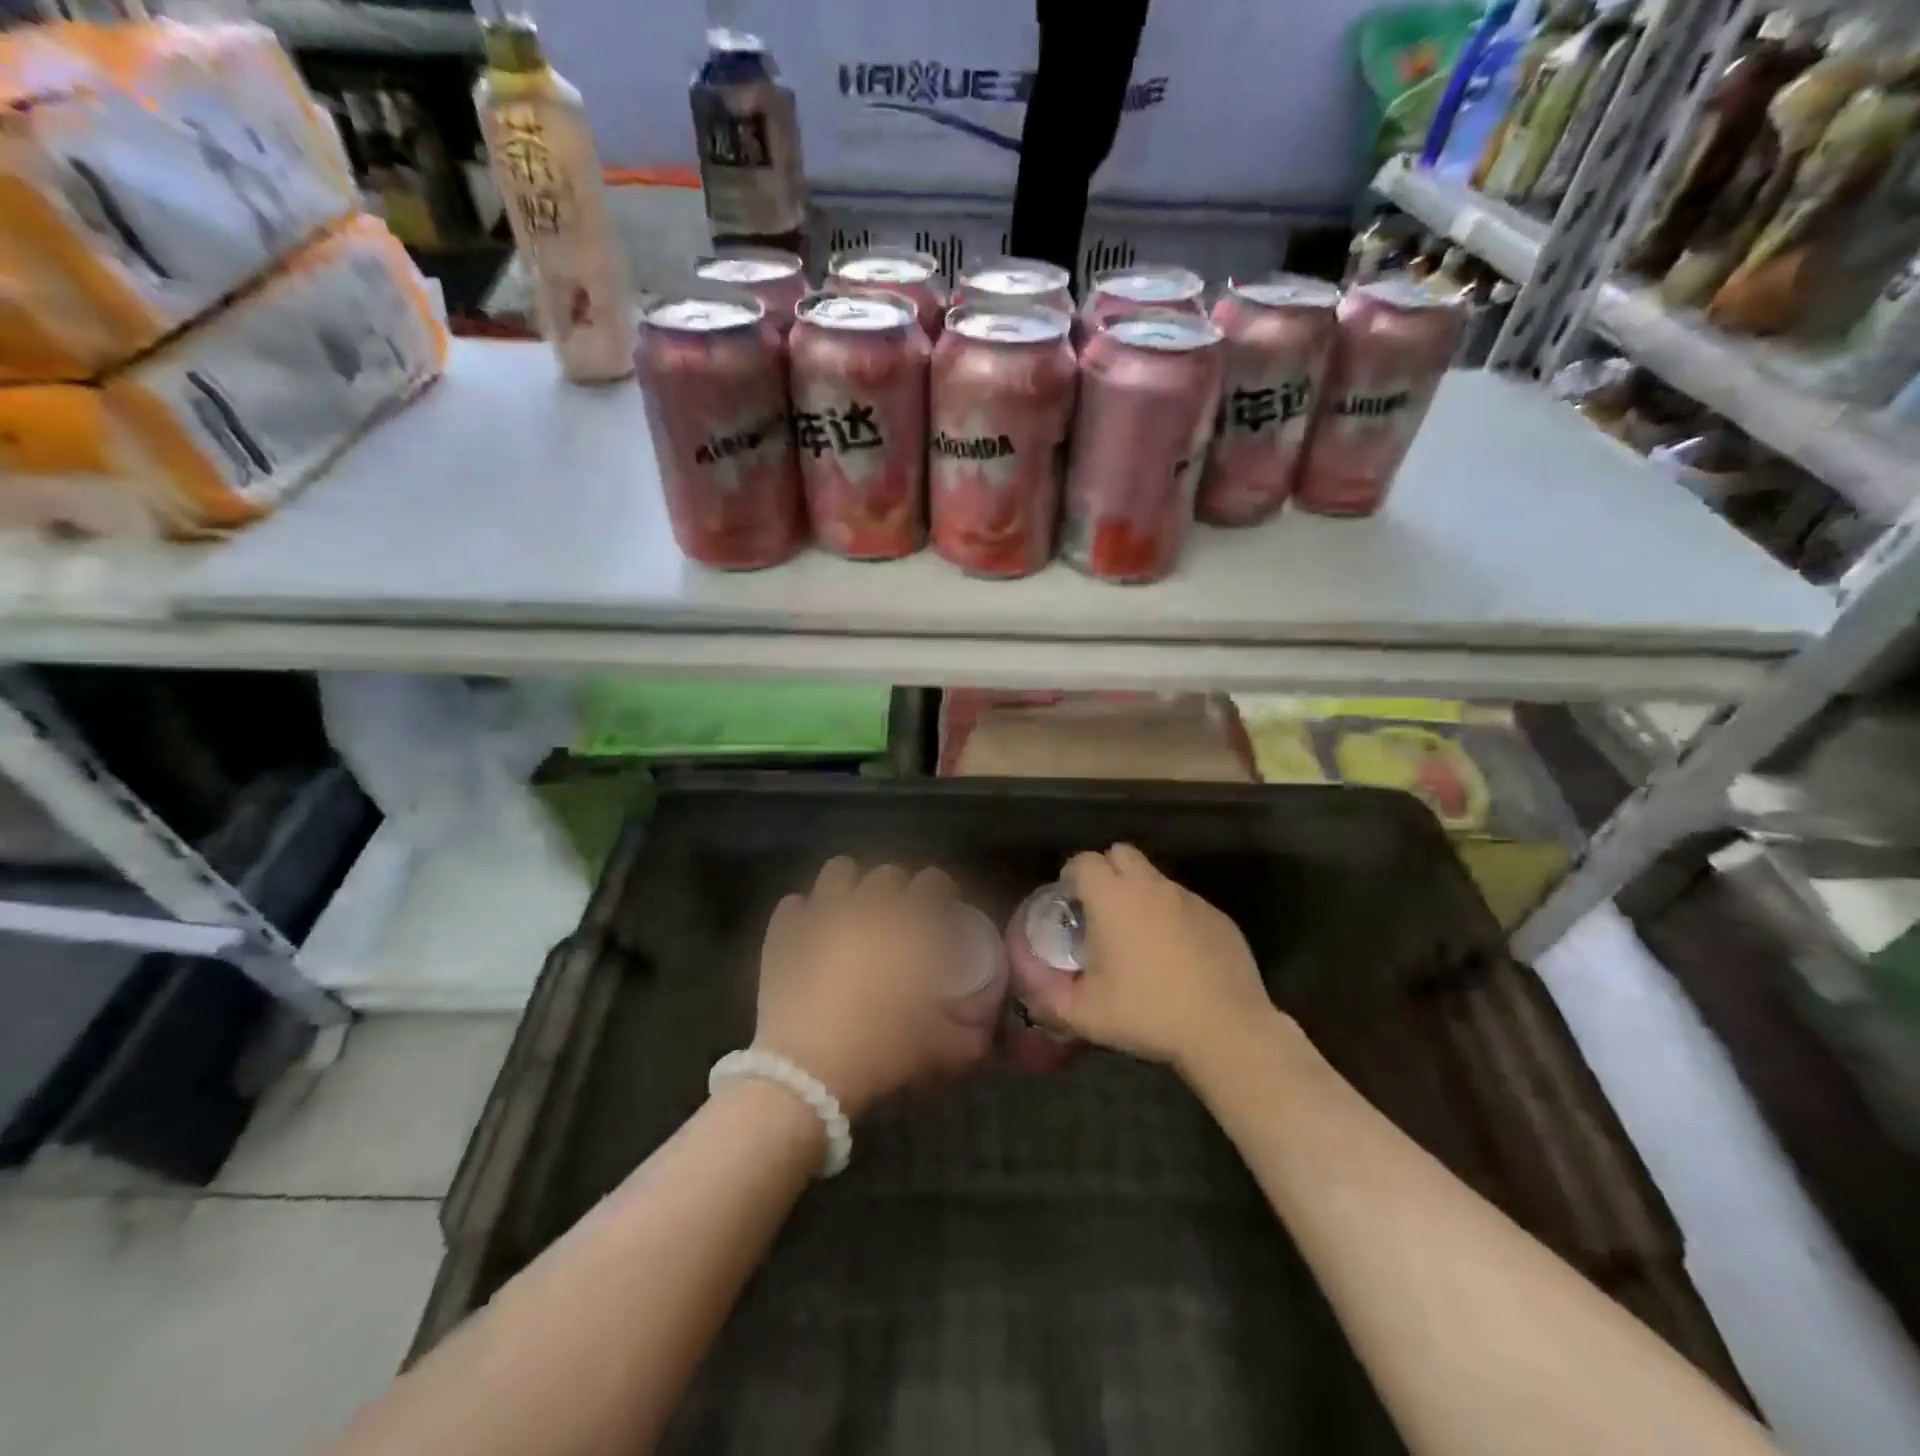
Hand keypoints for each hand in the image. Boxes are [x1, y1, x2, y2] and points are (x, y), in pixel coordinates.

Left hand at [752, 857, 991, 1118]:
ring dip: (851, 885)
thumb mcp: (941, 1049)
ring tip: (854, 912)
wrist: (807, 1072)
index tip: (943, 910)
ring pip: (839, 871)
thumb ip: (971, 1034)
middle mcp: (866, 906)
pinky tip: (811, 934)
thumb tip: (987, 1031)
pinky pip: (794, 903)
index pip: (933, 882)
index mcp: (908, 924)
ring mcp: (820, 914)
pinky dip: (805, 913)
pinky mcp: (784, 932)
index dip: (941, 891)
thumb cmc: (881, 1052)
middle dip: (898, 890)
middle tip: (899, 919)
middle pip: (887, 874)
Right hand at [1038, 843, 1281, 1075]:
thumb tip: (1031, 992)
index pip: (1083, 861)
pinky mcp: (1218, 916)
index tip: (1069, 902)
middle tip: (1101, 911)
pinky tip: (1177, 956)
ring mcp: (1189, 898)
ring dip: (1140, 896)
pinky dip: (1173, 918)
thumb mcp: (1084, 1014)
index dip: (1071, 876)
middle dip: (1106, 872)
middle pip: (1121, 854)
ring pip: (1155, 879)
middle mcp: (1151, 886)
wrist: (1225, 1030)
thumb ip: (1048, 999)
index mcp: (1113, 897)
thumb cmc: (1147, 1012)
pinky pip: (1185, 904)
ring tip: (1139, 938)